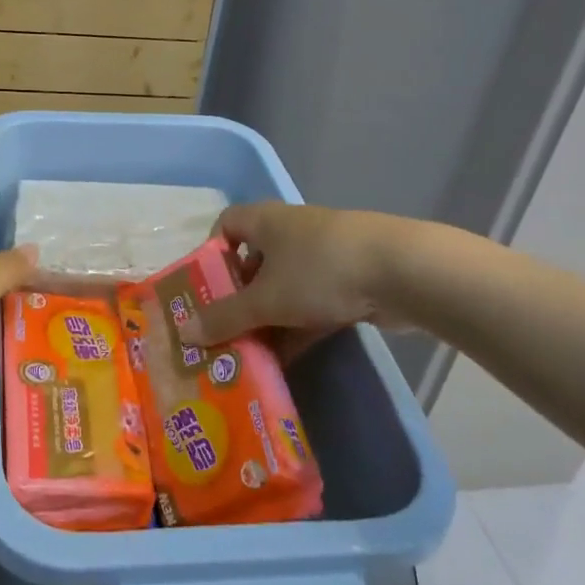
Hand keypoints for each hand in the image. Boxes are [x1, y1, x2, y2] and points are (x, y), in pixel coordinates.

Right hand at [183, 202, 402, 354]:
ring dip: (266, 320)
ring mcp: (322, 257)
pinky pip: (310, 305)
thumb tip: (184, 332)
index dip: (211, 254)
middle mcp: (290, 232)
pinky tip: (283, 363)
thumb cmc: (319, 271)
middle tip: (221, 333)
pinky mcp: (348, 281)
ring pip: (283, 288)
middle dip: (237, 299)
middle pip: (253, 263)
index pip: (227, 225)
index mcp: (265, 221)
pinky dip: (295, 329)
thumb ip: (225, 317)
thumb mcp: (266, 299)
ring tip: (246, 356)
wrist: (401, 272)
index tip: (205, 289)